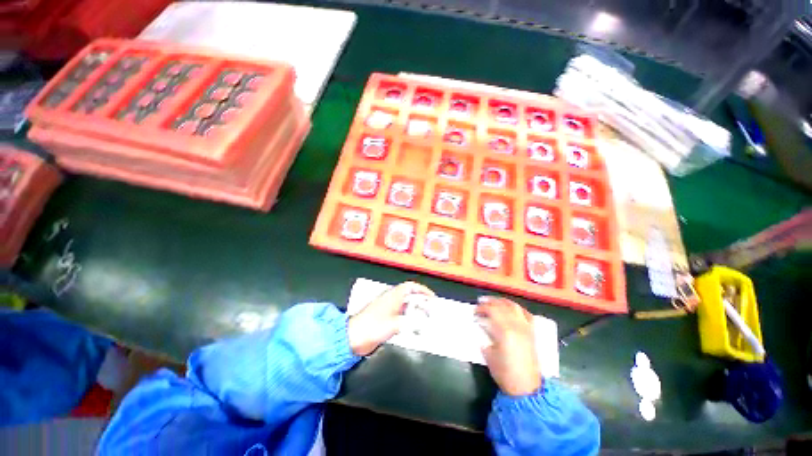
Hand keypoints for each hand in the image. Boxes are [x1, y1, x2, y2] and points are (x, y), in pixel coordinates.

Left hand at [347, 281, 434, 355]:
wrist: (353, 338)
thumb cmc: (373, 327)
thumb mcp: (394, 325)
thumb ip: (410, 323)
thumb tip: (423, 323)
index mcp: (393, 296)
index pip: (410, 286)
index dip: (422, 290)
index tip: (431, 297)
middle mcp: (391, 300)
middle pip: (410, 296)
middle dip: (421, 302)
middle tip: (430, 311)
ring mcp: (387, 309)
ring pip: (406, 306)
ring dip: (415, 311)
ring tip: (424, 319)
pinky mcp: (385, 319)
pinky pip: (401, 315)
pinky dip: (409, 319)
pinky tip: (413, 327)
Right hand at [476, 296, 541, 395]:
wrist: (526, 388)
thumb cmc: (505, 373)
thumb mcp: (489, 355)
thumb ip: (484, 338)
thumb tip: (482, 327)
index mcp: (504, 331)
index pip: (492, 311)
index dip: (481, 308)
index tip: (474, 311)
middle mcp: (516, 326)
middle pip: (502, 306)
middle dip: (490, 302)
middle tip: (481, 302)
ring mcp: (526, 328)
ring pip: (514, 307)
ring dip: (502, 301)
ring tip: (494, 301)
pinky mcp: (532, 332)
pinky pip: (526, 314)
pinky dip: (517, 308)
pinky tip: (511, 309)